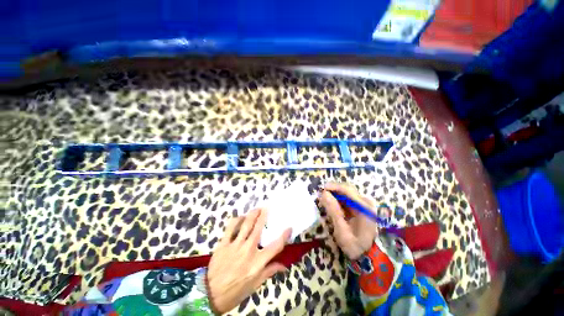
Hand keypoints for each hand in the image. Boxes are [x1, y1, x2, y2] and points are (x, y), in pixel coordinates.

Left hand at [207, 208, 291, 313]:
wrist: (210, 295)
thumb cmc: (235, 291)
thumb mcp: (255, 285)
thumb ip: (269, 271)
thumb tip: (283, 265)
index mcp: (257, 263)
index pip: (275, 247)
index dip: (284, 236)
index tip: (289, 227)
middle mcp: (248, 251)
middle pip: (258, 229)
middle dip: (264, 216)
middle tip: (267, 208)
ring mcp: (235, 246)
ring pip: (246, 224)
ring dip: (252, 214)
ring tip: (257, 209)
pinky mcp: (223, 244)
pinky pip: (231, 227)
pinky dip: (237, 220)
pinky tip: (241, 217)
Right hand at [320, 182, 377, 259]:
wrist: (369, 256)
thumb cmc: (355, 246)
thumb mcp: (342, 230)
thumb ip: (334, 211)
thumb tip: (324, 194)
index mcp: (364, 207)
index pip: (347, 190)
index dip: (333, 187)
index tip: (322, 189)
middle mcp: (365, 203)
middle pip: (347, 189)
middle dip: (333, 190)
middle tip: (321, 195)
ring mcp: (364, 205)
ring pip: (346, 193)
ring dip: (335, 195)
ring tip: (324, 200)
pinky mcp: (361, 208)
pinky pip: (347, 199)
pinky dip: (338, 200)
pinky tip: (331, 204)